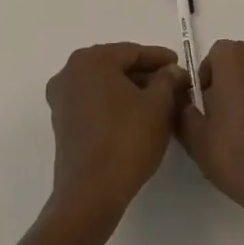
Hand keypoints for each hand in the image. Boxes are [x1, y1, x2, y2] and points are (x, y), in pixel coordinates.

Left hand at [45, 43, 186, 218]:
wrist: (91, 193)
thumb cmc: (127, 139)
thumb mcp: (159, 104)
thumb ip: (168, 80)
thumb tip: (172, 71)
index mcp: (91, 60)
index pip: (133, 52)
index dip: (160, 59)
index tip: (181, 66)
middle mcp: (70, 73)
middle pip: (117, 67)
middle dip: (146, 75)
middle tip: (173, 85)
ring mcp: (62, 100)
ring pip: (105, 86)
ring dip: (132, 91)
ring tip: (161, 103)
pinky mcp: (63, 124)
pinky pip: (95, 104)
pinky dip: (116, 106)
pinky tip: (138, 118)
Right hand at [177, 40, 243, 238]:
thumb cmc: (239, 156)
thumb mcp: (196, 137)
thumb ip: (182, 109)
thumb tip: (183, 99)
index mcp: (235, 57)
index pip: (213, 57)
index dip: (205, 83)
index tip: (204, 111)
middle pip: (237, 62)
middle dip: (227, 85)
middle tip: (221, 122)